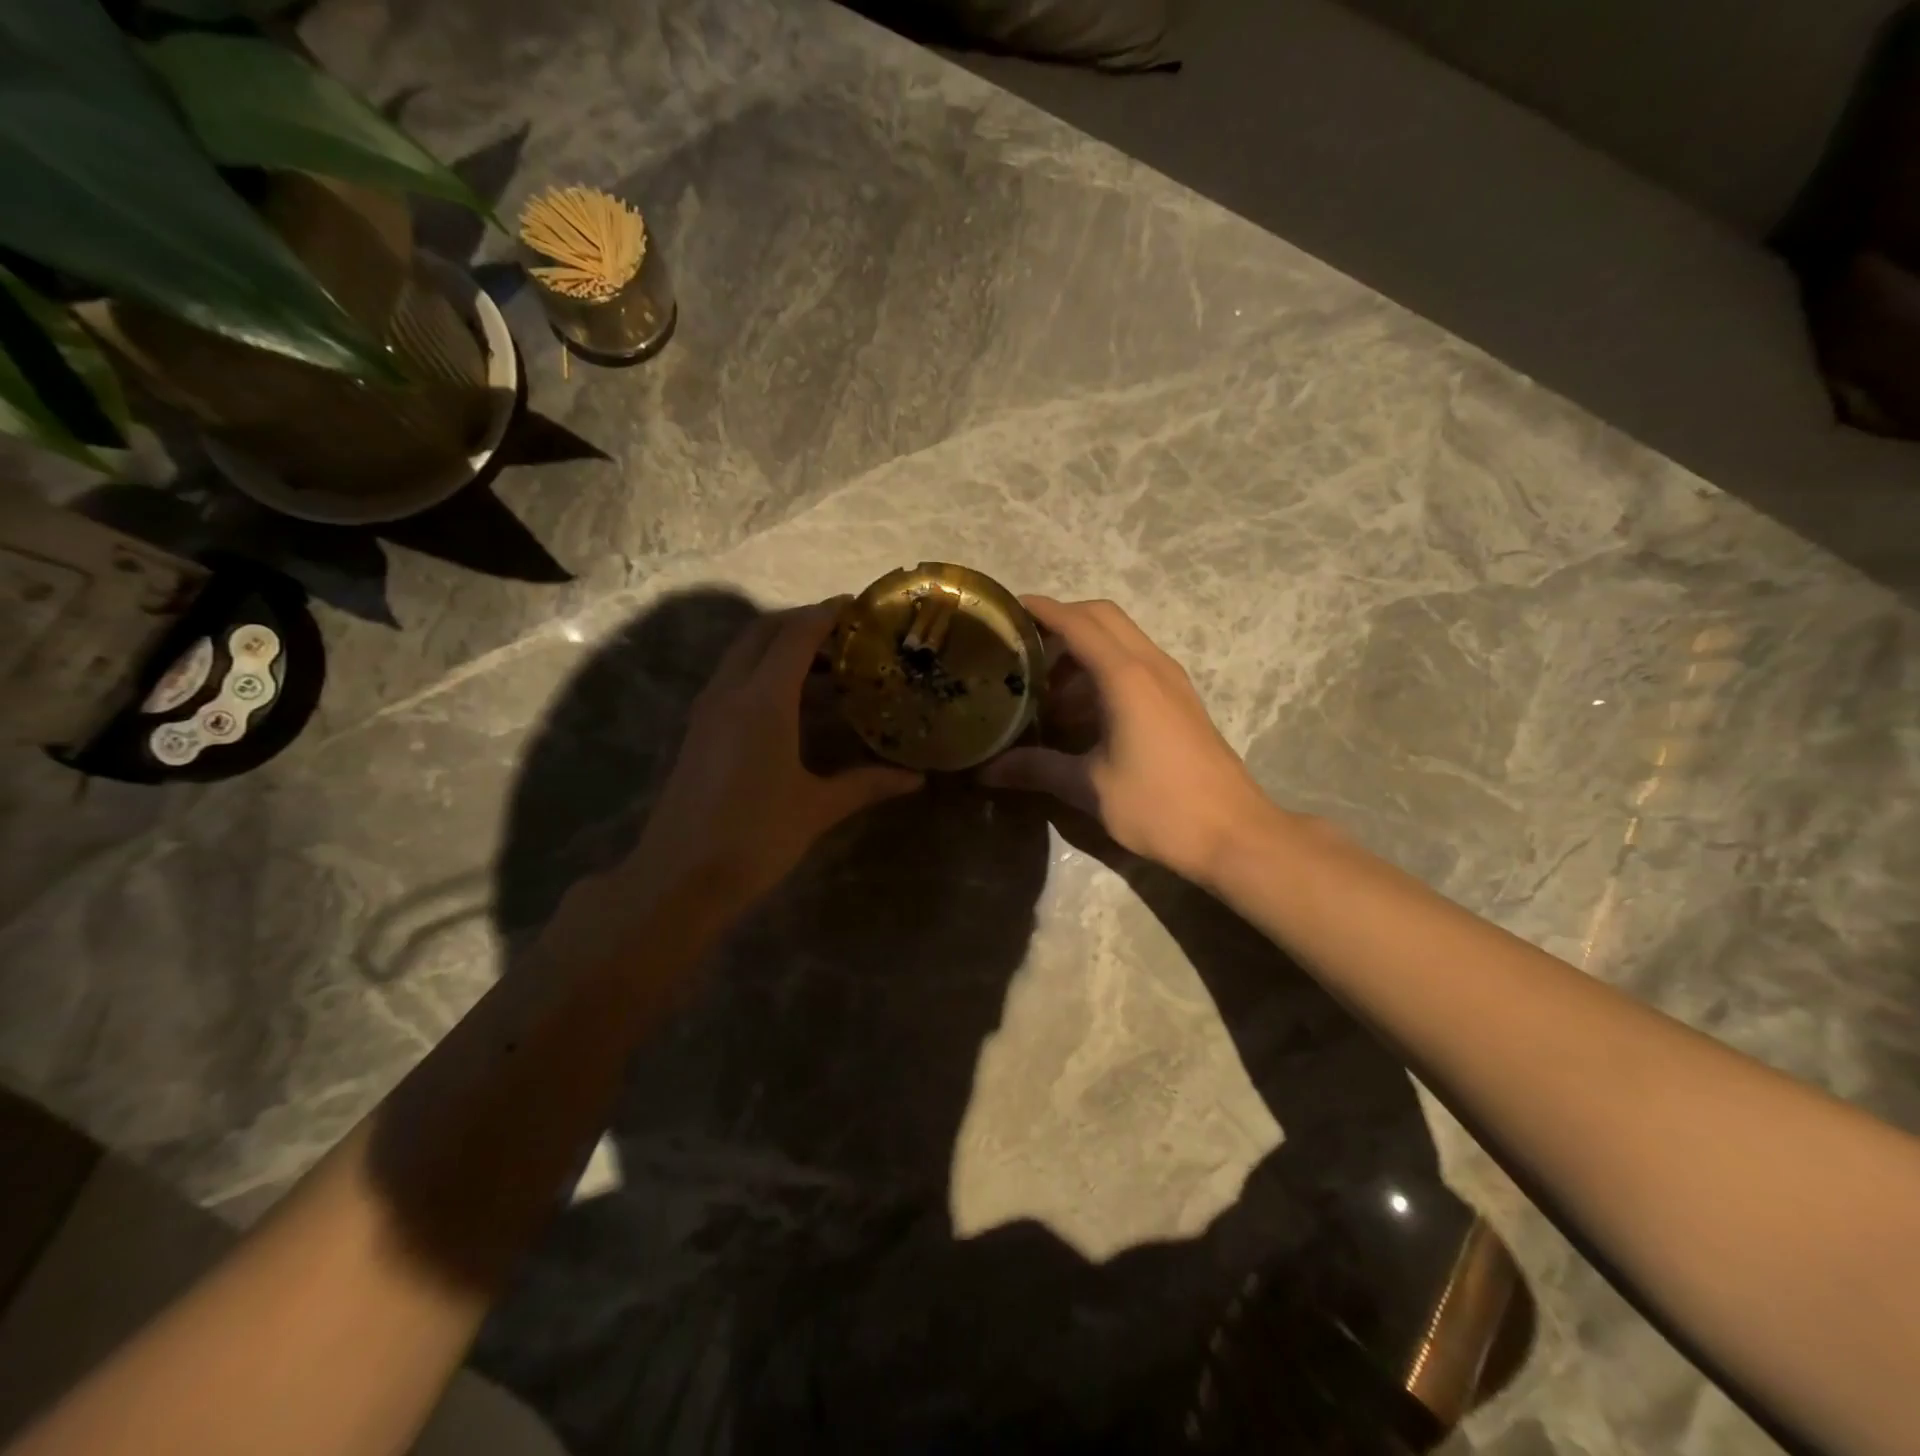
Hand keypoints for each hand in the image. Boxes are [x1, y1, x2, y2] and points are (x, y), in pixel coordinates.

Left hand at [624, 601, 922, 915]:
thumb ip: (867, 784)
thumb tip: (916, 779)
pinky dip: (764, 670)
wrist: (678, 878)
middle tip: (845, 634)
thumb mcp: (816, 808)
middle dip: (801, 622)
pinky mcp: (699, 730)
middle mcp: (730, 692)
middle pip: (762, 632)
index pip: (795, 636)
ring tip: (827, 665)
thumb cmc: (754, 838)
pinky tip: (793, 701)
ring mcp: (708, 710)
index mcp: (763, 701)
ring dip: (780, 645)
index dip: (826, 614)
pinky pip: (734, 678)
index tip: (858, 606)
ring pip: (743, 653)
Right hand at [980, 596, 1276, 883]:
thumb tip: (985, 771)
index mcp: (1125, 677)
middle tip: (1025, 648)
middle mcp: (1151, 665)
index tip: (1009, 610)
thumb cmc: (1158, 805)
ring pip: (1122, 638)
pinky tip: (1084, 710)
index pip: (1077, 623)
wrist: (1234, 833)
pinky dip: (1104, 668)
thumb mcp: (1089, 788)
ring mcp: (1171, 681)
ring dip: (1084, 647)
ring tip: (1047, 686)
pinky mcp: (1180, 700)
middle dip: (1063, 621)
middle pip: (1103, 617)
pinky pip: (1136, 662)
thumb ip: (1037, 769)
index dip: (1043, 610)